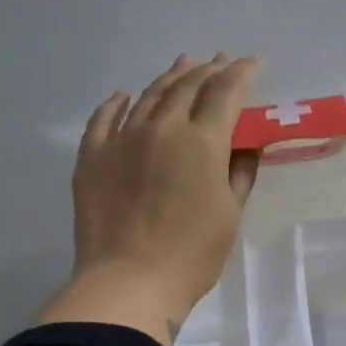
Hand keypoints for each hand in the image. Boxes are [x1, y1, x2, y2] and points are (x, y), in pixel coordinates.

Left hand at [36, 54, 260, 345]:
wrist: (128, 283)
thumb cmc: (192, 254)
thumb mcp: (230, 212)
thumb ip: (240, 171)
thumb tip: (247, 143)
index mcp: (201, 141)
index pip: (225, 92)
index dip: (241, 74)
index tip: (253, 63)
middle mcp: (160, 127)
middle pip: (186, 86)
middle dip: (208, 70)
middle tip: (221, 62)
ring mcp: (121, 139)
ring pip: (148, 95)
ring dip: (170, 77)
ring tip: (183, 64)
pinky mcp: (92, 157)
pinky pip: (104, 118)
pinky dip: (118, 103)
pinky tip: (124, 96)